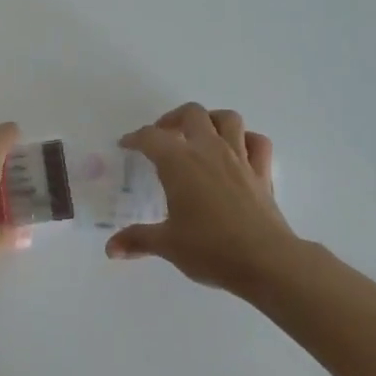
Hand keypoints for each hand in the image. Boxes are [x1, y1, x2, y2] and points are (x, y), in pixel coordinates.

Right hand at [106, 103, 297, 296]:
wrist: (265, 261)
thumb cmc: (210, 249)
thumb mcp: (167, 245)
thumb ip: (137, 240)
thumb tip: (111, 249)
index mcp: (180, 163)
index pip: (151, 138)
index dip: (135, 138)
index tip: (126, 145)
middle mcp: (209, 150)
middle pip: (191, 114)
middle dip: (173, 119)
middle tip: (163, 136)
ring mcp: (239, 158)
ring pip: (228, 118)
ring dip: (211, 120)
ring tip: (200, 134)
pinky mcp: (262, 172)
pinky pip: (257, 142)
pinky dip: (246, 139)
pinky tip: (238, 150)